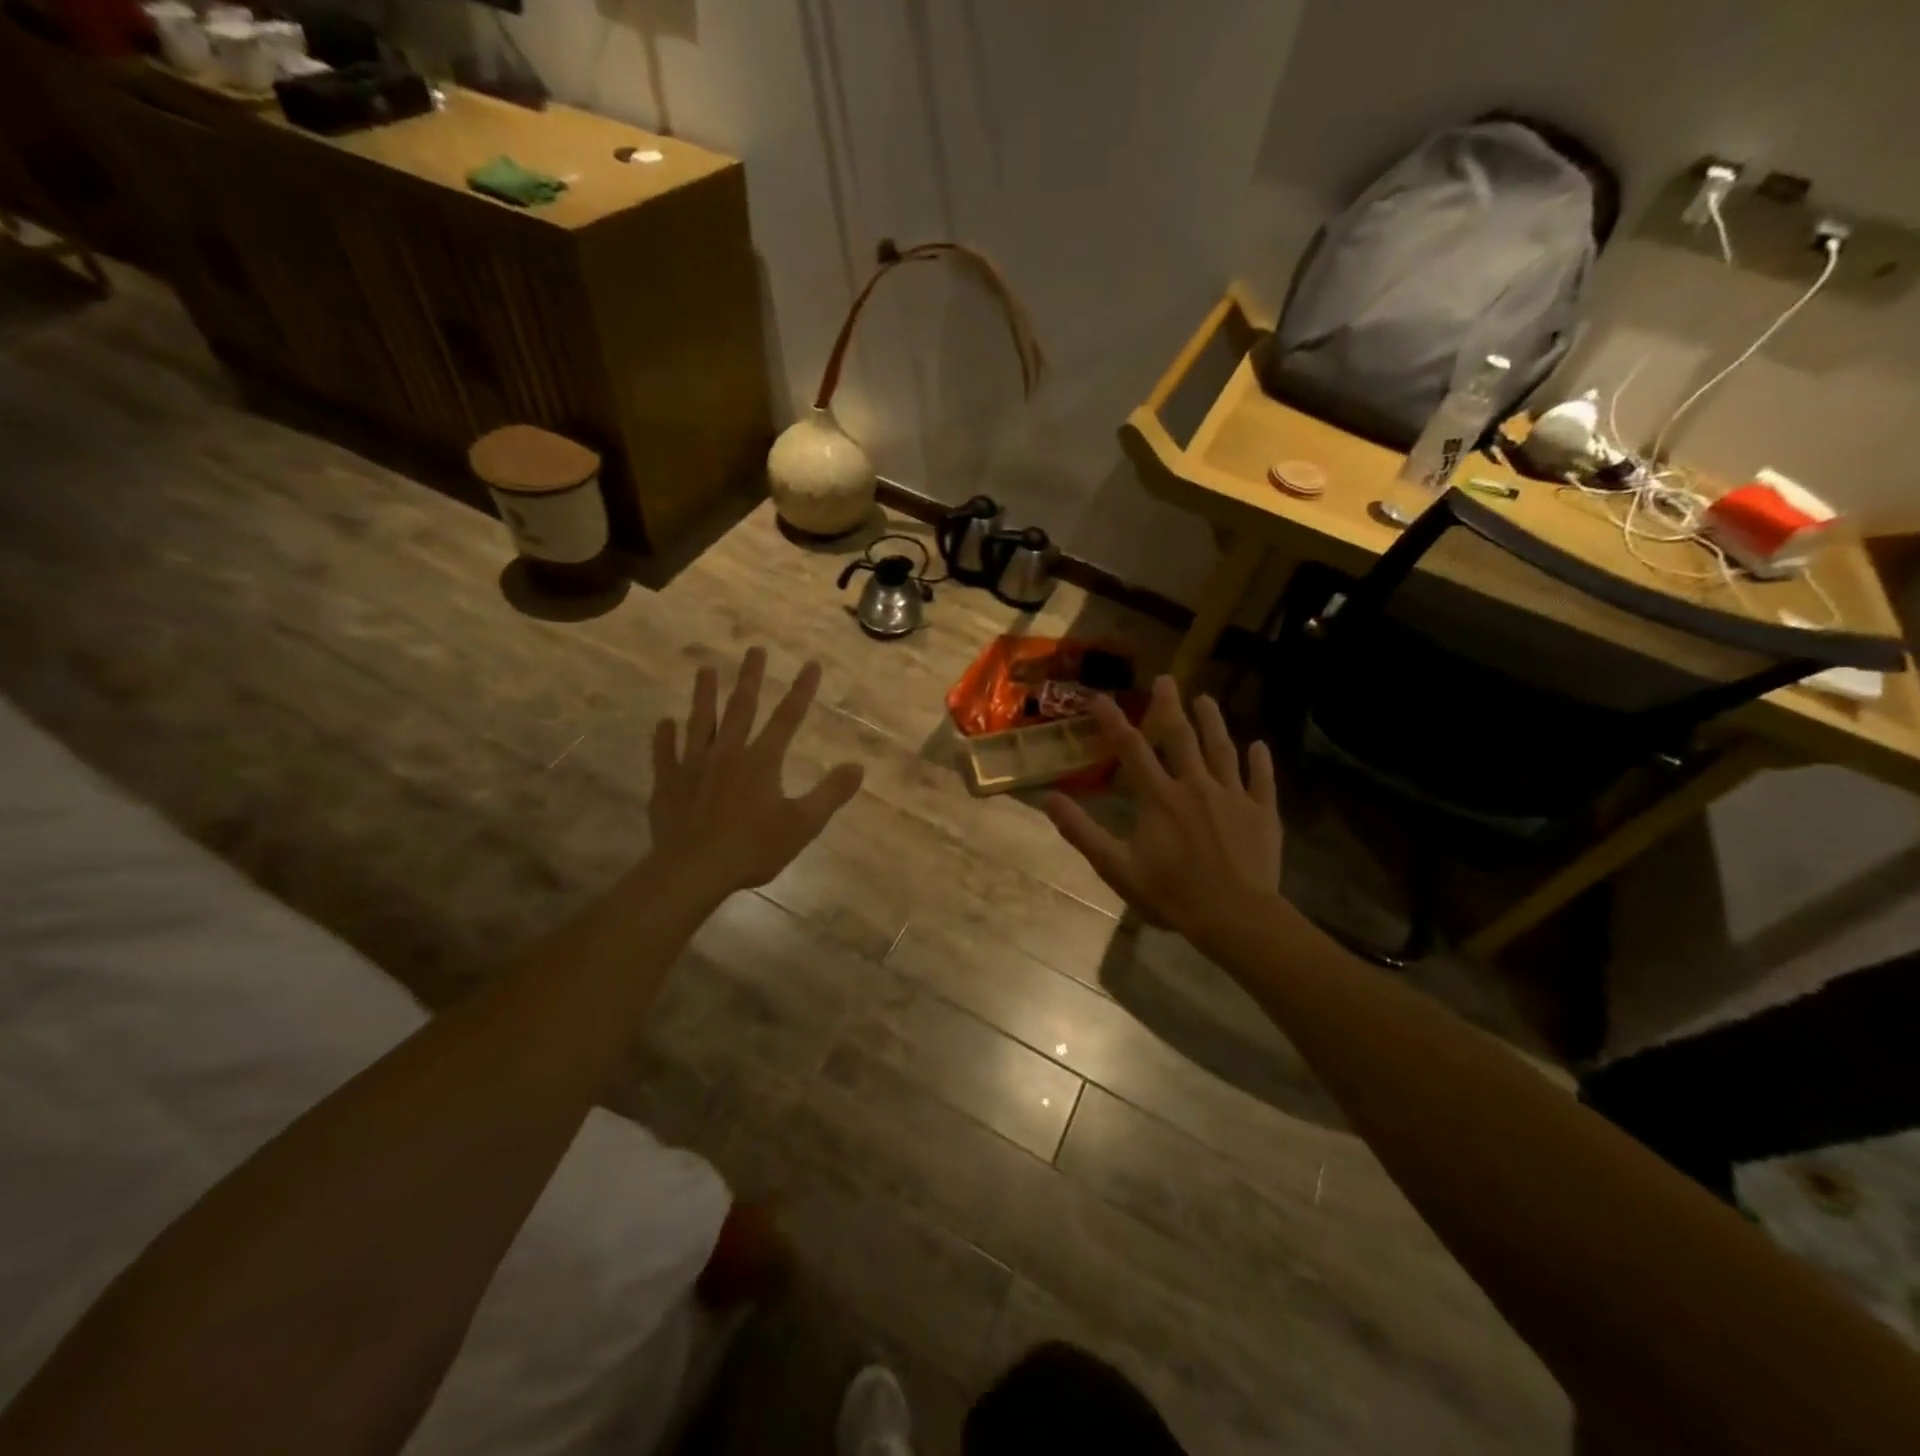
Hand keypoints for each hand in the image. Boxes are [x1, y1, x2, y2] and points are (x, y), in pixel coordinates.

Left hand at [649, 648, 863, 896]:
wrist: (694, 870)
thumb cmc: (753, 848)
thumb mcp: (803, 824)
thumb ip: (830, 793)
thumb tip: (857, 766)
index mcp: (762, 760)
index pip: (787, 718)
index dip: (802, 690)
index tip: (811, 663)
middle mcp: (727, 753)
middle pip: (741, 708)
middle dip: (751, 678)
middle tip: (754, 649)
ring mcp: (693, 766)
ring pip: (700, 722)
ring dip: (704, 695)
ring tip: (705, 669)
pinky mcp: (668, 784)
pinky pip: (665, 754)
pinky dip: (665, 737)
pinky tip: (664, 722)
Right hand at [1044, 677, 1281, 938]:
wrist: (1236, 917)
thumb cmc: (1172, 894)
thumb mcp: (1116, 867)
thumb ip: (1083, 832)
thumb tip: (1049, 799)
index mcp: (1159, 797)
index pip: (1132, 749)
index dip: (1113, 721)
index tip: (1099, 697)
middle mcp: (1195, 786)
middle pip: (1181, 738)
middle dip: (1170, 707)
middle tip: (1166, 679)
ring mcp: (1232, 796)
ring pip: (1221, 750)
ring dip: (1213, 722)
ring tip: (1206, 699)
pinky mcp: (1262, 813)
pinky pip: (1261, 780)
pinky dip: (1260, 762)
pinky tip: (1259, 745)